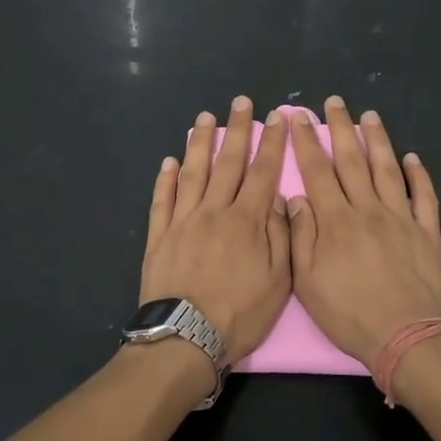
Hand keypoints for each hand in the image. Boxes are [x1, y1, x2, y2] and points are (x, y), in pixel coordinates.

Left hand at [140, 98, 292, 363]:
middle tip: (241, 102)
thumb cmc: (240, 314)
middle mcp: (214, 211)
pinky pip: (162, 200)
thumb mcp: (279, 282)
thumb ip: (281, 236)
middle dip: (237, 130)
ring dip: (200, 144)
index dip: (271, 143)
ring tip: (204, 119)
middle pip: (228, 163)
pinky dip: (165, 179)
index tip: (277, 117)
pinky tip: (169, 161)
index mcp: (247, 221)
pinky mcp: (159, 236)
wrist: (185, 338)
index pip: (263, 172)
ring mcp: (183, 221)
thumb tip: (280, 199)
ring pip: (193, 173)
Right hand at [286, 97, 440, 366]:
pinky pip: (424, 197)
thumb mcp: (308, 282)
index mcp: (336, 220)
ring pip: (388, 170)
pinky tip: (413, 159)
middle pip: (352, 160)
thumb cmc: (350, 314)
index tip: (298, 116)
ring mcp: (401, 218)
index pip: (317, 171)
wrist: (406, 337)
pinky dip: (420, 176)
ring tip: (371, 116)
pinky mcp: (427, 233)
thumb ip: (300, 236)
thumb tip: (296, 198)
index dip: (306, 141)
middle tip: (335, 102)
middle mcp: (368, 209)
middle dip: (341, 128)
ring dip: (378, 141)